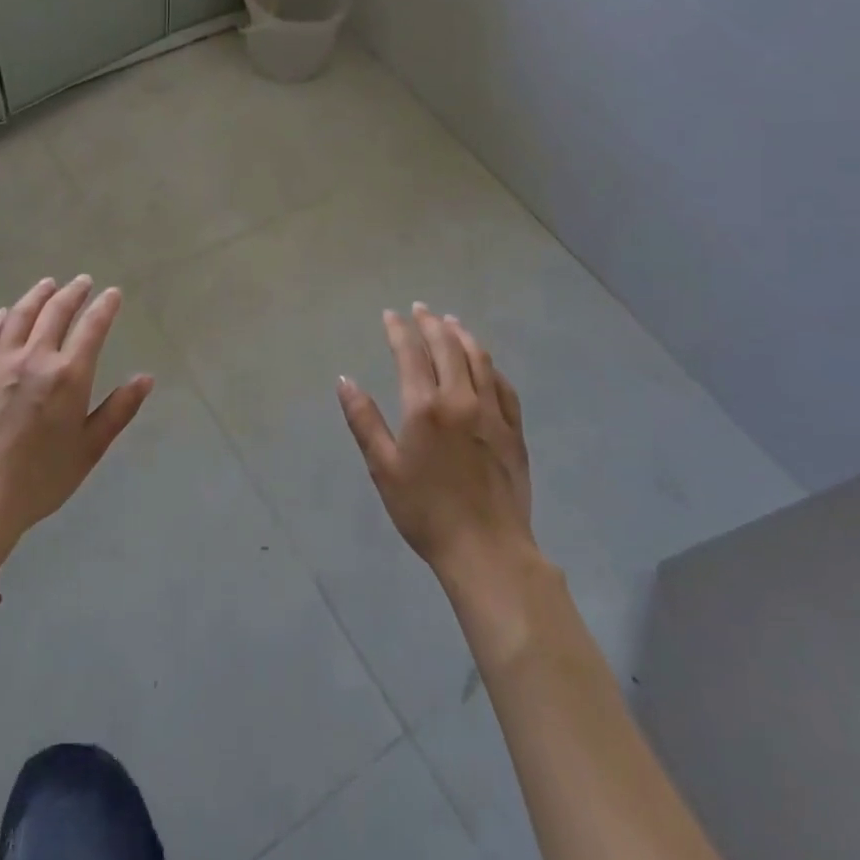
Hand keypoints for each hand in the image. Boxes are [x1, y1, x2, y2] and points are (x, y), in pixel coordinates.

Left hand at [0, 276, 153, 568]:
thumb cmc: (42, 478)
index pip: (92, 327)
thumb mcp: (90, 447)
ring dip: (37, 296)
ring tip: (48, 284)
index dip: (104, 307)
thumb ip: (119, 409)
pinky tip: (4, 313)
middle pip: (56, 312)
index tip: (112, 293)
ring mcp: (1, 364)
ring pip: (21, 316)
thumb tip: (146, 378)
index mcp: (69, 375)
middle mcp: (36, 358)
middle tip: (83, 281)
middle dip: (73, 293)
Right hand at [337, 304, 538, 583]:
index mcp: (425, 406)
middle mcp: (461, 399)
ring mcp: (492, 412)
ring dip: (462, 335)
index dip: (399, 330)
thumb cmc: (425, 511)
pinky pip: (503, 385)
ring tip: (451, 322)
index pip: (410, 353)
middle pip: (447, 347)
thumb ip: (364, 420)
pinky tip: (484, 363)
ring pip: (479, 359)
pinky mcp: (514, 430)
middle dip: (431, 324)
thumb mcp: (383, 468)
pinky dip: (490, 366)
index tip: (391, 314)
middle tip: (420, 309)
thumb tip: (345, 380)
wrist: (487, 550)